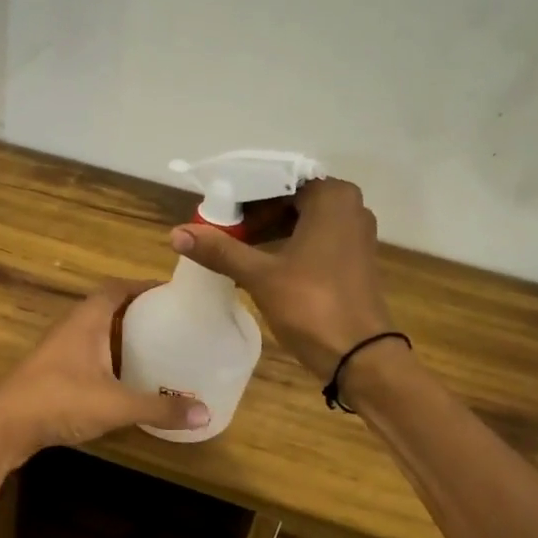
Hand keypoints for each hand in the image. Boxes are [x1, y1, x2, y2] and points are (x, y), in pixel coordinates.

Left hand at [0, 281, 210, 465]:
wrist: (3, 426)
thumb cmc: (59, 400)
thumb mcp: (116, 405)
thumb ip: (159, 408)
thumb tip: (205, 413)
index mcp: (87, 320)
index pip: (117, 287)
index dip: (143, 286)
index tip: (173, 294)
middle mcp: (72, 327)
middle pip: (108, 308)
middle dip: (139, 312)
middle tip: (172, 323)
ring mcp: (59, 350)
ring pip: (97, 333)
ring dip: (122, 337)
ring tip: (156, 348)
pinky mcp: (52, 373)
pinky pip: (88, 355)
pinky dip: (109, 359)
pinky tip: (125, 379)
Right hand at [169, 178, 394, 379]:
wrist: (360, 357)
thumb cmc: (312, 305)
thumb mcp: (260, 275)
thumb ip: (220, 250)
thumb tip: (176, 233)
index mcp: (332, 197)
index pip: (277, 180)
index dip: (241, 193)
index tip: (213, 209)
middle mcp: (349, 207)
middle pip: (288, 199)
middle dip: (252, 214)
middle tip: (218, 229)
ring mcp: (354, 234)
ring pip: (300, 220)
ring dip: (266, 230)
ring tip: (231, 246)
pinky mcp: (352, 259)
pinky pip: (312, 238)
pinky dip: (284, 245)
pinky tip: (256, 264)